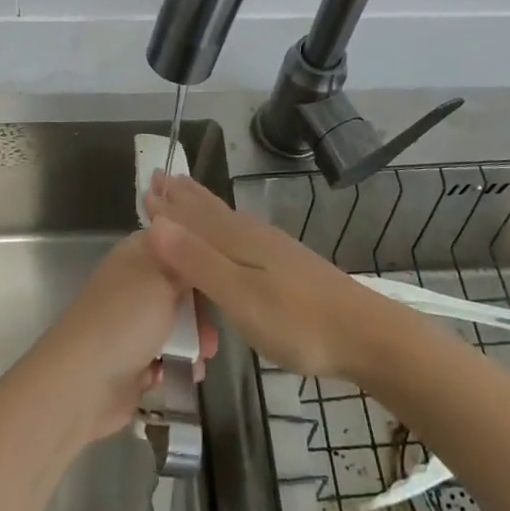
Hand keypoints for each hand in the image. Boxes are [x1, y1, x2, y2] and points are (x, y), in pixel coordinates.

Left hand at [29, 232, 217, 442]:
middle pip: (180, 287)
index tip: (229, 273)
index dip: (202, 256)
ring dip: (193, 340)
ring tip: (203, 357)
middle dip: (202, 309)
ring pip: (176, 323)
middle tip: (214, 329)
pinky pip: (165, 355)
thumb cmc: (126, 320)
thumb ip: (188, 262)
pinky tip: (186, 373)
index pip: (177, 241)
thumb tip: (197, 241)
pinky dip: (176, 363)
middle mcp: (133, 283)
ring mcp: (131, 322)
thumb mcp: (165, 279)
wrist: (82, 383)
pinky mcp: (132, 358)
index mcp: (137, 254)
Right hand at [142, 172, 404, 381]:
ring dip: (202, 205)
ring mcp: (273, 249)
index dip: (167, 205)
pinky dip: (224, 223)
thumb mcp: (240, 297)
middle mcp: (253, 236)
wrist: (365, 334)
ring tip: (186, 191)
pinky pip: (241, 231)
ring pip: (227, 219)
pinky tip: (233, 228)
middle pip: (210, 211)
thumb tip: (154, 224)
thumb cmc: (297, 322)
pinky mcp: (288, 264)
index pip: (192, 217)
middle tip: (160, 176)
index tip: (144, 186)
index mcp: (237, 242)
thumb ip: (198, 262)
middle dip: (182, 197)